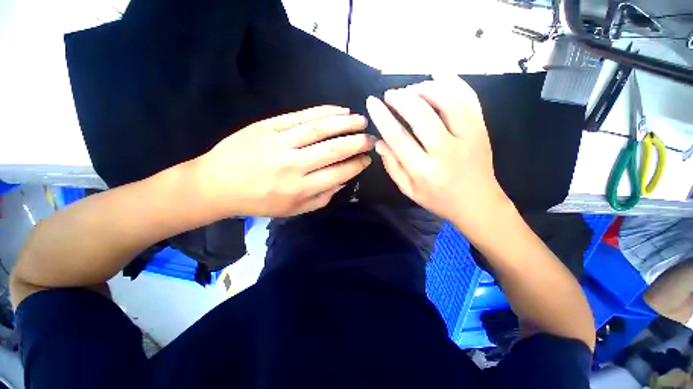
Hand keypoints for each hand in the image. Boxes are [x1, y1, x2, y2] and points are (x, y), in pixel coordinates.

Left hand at [195, 106, 373, 216]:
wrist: (217, 184)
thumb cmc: (258, 201)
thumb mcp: (292, 211)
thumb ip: (321, 199)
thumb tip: (343, 182)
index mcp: (299, 189)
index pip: (337, 174)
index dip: (356, 165)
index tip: (367, 159)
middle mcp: (293, 165)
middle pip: (332, 150)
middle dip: (357, 143)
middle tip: (371, 138)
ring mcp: (279, 143)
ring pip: (319, 129)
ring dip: (345, 123)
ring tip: (361, 120)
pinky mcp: (268, 127)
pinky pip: (300, 116)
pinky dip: (323, 111)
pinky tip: (339, 110)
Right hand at [366, 74, 511, 232]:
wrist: (478, 204)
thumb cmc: (438, 199)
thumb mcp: (408, 190)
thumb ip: (392, 166)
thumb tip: (379, 142)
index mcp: (423, 171)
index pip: (398, 137)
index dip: (382, 117)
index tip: (372, 102)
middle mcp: (445, 151)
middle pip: (421, 115)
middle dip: (401, 98)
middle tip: (390, 94)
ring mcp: (468, 137)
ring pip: (447, 101)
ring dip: (425, 88)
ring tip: (411, 89)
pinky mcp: (481, 129)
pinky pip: (469, 98)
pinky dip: (453, 82)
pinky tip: (438, 75)